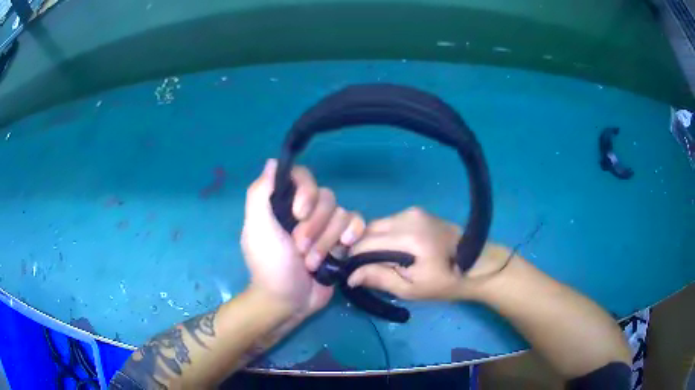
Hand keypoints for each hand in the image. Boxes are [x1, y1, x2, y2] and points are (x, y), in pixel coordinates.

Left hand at [242, 159, 364, 316]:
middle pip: (326, 197)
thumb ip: (260, 193)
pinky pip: (357, 224)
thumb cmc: (269, 265)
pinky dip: (353, 234)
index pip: (303, 177)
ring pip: (341, 213)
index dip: (306, 191)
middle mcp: (307, 211)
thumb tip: (272, 162)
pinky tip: (345, 247)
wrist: (288, 300)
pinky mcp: (342, 242)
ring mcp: (326, 227)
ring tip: (312, 263)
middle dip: (314, 227)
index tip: (299, 213)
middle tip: (299, 249)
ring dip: (326, 241)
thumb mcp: (257, 228)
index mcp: (285, 204)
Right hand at [347, 207, 510, 300]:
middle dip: (360, 248)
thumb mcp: (410, 289)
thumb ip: (378, 278)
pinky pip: (390, 222)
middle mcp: (407, 217)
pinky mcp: (418, 211)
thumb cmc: (444, 283)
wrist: (476, 264)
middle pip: (368, 229)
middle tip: (364, 269)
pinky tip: (393, 249)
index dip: (352, 259)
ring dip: (372, 241)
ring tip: (380, 261)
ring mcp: (413, 211)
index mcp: (407, 238)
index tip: (351, 274)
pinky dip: (385, 235)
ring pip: (378, 224)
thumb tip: (349, 276)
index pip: (364, 243)